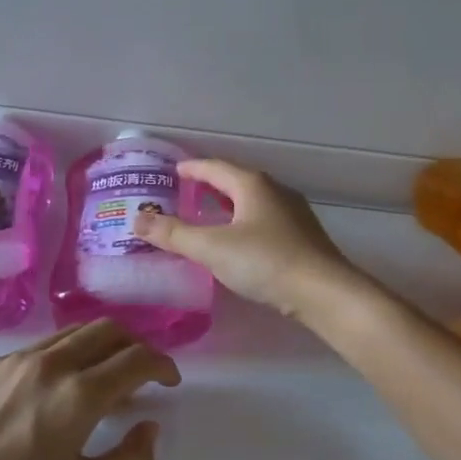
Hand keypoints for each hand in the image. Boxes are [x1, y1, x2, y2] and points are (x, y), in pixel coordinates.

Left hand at [0, 320, 179, 459]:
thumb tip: (148, 426)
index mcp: (81, 394)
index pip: (137, 359)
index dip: (162, 365)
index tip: (169, 381)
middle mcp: (54, 363)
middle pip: (110, 330)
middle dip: (137, 345)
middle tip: (144, 372)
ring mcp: (21, 358)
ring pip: (77, 330)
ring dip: (104, 343)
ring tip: (108, 373)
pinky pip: (47, 342)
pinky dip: (72, 350)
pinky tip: (65, 381)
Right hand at [134, 159, 360, 319]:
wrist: (324, 292)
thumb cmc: (265, 262)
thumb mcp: (211, 248)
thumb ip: (173, 234)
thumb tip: (137, 220)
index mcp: (252, 184)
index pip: (214, 167)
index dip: (191, 168)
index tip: (173, 171)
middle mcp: (274, 191)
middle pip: (234, 181)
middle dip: (209, 187)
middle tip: (184, 195)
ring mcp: (292, 214)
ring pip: (250, 202)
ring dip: (227, 206)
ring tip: (206, 218)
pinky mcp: (301, 237)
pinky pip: (262, 220)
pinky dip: (242, 223)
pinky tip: (237, 242)